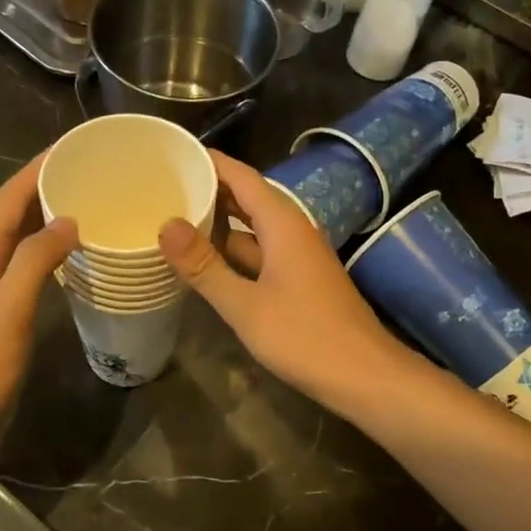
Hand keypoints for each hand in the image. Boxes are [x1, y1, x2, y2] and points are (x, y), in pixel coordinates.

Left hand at [0, 155, 77, 470]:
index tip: (73, 146)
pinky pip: (17, 260)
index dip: (38, 168)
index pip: (9, 197)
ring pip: (14, 236)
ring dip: (43, 215)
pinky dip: (41, 247)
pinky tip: (65, 256)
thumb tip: (67, 220)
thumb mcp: (8, 311)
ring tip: (85, 204)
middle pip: (10, 211)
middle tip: (90, 173)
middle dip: (45, 186)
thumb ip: (36, 261)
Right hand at [158, 151, 403, 411]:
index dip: (210, 162)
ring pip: (253, 230)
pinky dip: (233, 253)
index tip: (173, 154)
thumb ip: (205, 266)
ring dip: (219, 225)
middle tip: (164, 188)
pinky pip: (261, 254)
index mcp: (282, 224)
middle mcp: (293, 231)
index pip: (241, 176)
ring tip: (176, 221)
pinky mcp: (300, 281)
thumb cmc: (305, 337)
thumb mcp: (246, 305)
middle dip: (209, 192)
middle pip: (247, 199)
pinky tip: (208, 265)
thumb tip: (166, 225)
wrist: (366, 376)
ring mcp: (298, 257)